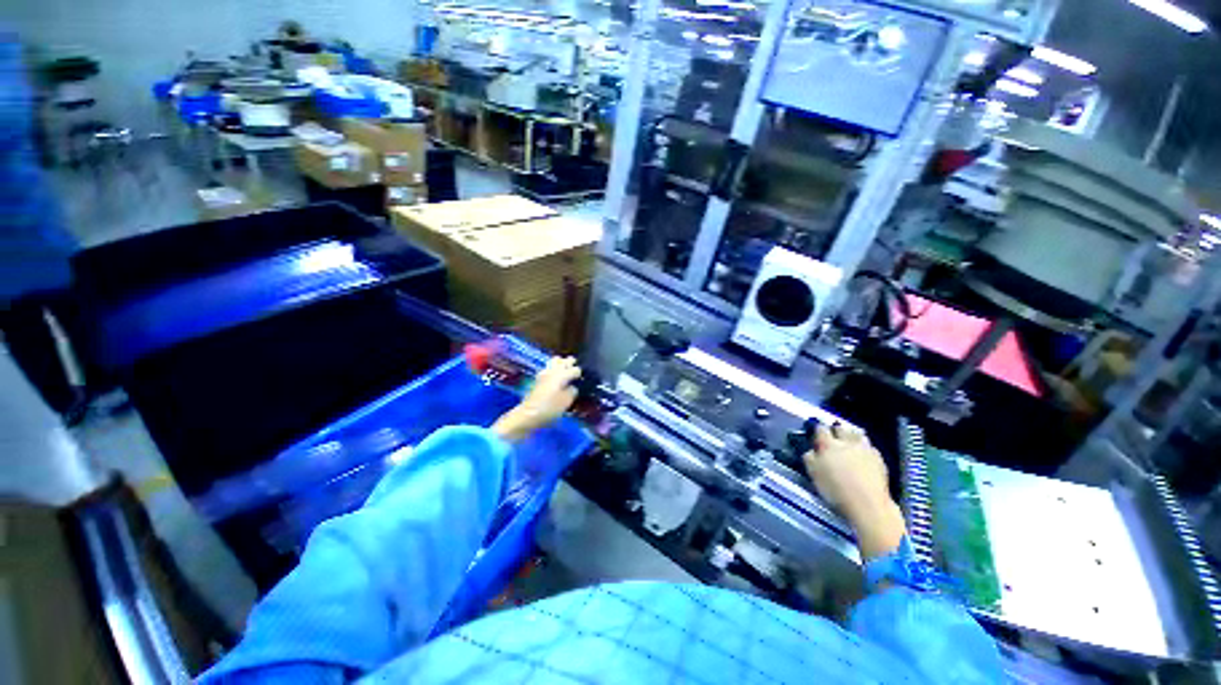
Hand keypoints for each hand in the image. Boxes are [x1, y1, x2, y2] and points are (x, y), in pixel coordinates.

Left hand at [492, 356, 580, 442]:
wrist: (528, 414)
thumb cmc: (550, 408)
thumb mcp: (566, 402)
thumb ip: (572, 391)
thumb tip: (573, 386)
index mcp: (562, 375)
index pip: (575, 369)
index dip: (579, 373)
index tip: (582, 377)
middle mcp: (553, 371)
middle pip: (563, 361)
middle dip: (570, 362)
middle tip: (575, 365)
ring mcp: (544, 373)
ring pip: (554, 361)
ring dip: (560, 362)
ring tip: (564, 366)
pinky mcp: (538, 378)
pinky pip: (548, 368)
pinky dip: (553, 368)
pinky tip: (554, 373)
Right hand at [803, 423, 905, 559]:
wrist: (867, 504)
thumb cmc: (835, 489)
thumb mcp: (813, 474)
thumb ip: (809, 458)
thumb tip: (810, 450)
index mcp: (827, 444)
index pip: (820, 429)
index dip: (818, 430)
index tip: (816, 434)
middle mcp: (846, 442)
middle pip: (840, 428)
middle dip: (836, 430)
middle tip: (833, 436)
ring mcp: (864, 448)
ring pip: (856, 434)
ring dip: (851, 435)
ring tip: (849, 443)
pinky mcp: (878, 457)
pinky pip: (869, 446)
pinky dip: (864, 447)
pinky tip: (863, 455)